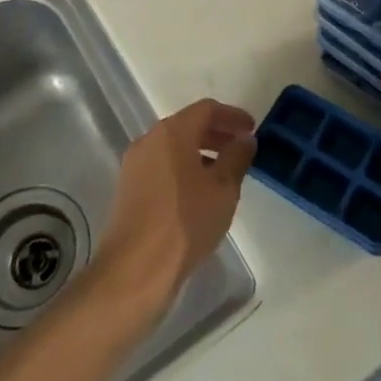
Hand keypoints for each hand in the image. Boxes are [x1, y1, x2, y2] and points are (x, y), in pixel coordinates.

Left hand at [97, 99, 255, 310]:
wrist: (134, 271)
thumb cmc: (185, 222)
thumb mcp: (223, 189)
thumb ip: (236, 157)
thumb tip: (244, 139)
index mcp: (171, 132)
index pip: (207, 109)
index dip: (232, 116)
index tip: (252, 130)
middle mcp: (149, 140)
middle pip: (188, 125)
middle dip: (217, 134)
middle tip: (241, 150)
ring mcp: (134, 165)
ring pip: (174, 148)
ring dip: (201, 153)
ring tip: (225, 175)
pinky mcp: (128, 190)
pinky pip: (162, 167)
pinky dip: (184, 170)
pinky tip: (200, 194)